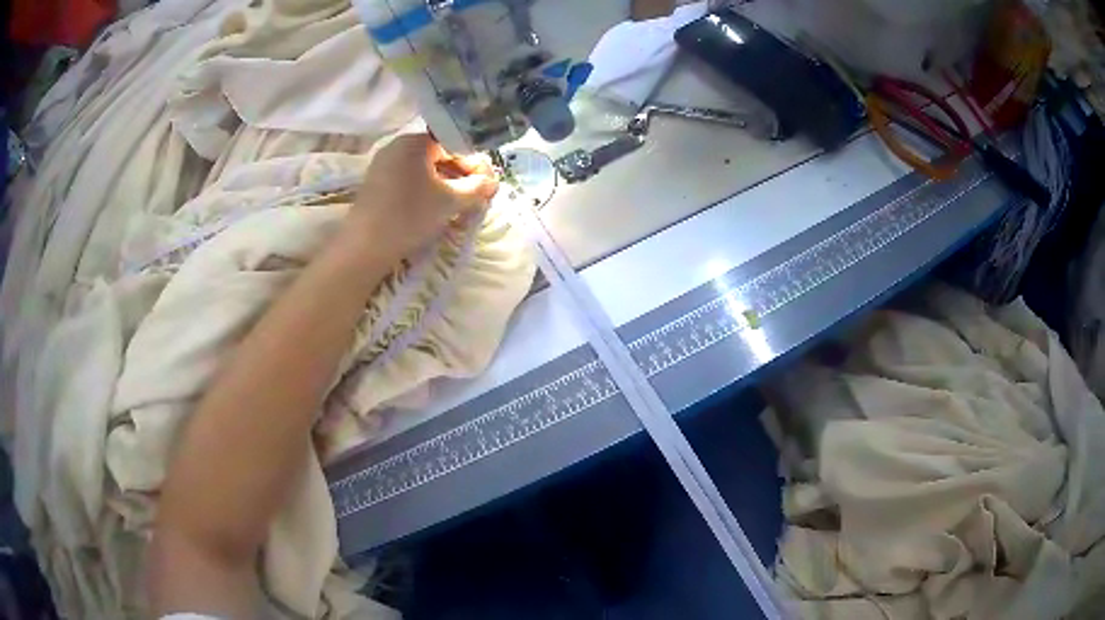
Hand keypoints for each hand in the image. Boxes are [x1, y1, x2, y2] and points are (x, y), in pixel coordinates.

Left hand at [346, 133, 498, 259]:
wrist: (365, 246)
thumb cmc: (410, 216)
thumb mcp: (450, 201)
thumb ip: (476, 188)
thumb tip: (492, 183)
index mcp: (415, 142)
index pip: (454, 144)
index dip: (474, 164)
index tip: (486, 185)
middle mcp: (397, 146)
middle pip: (438, 155)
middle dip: (459, 175)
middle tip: (474, 196)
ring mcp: (383, 165)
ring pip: (423, 169)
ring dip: (444, 184)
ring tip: (457, 204)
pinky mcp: (376, 184)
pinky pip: (408, 179)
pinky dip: (425, 189)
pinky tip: (433, 208)